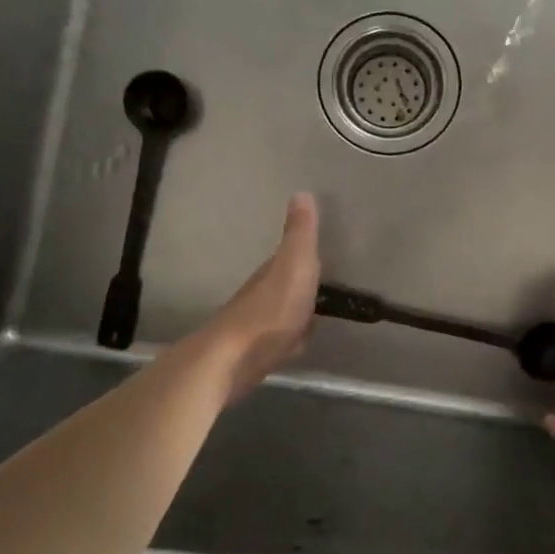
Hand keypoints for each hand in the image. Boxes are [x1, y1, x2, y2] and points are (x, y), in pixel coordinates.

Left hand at [198, 193, 320, 398]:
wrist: (233, 360)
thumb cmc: (271, 311)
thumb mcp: (295, 265)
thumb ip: (301, 234)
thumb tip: (302, 193)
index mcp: (271, 272)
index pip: (289, 257)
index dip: (304, 254)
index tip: (321, 252)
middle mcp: (260, 295)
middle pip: (284, 285)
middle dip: (299, 284)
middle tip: (321, 285)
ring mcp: (256, 326)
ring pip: (281, 313)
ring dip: (295, 312)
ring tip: (314, 315)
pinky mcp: (255, 355)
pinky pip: (280, 341)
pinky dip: (290, 340)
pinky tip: (297, 346)